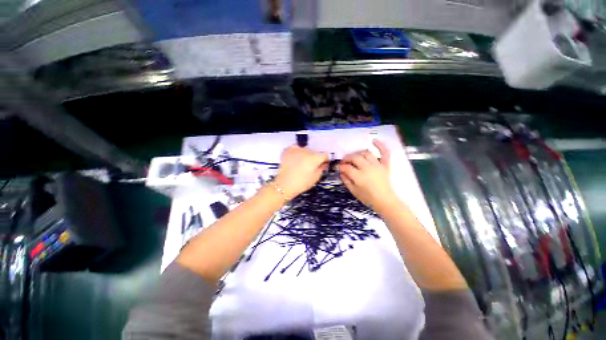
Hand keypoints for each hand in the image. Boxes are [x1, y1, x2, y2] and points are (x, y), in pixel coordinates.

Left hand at [274, 145, 327, 199]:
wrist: (284, 185)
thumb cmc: (301, 183)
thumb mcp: (315, 178)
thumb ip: (322, 168)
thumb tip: (324, 164)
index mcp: (315, 157)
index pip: (325, 155)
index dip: (325, 160)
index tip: (323, 164)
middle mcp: (306, 150)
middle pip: (314, 152)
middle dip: (314, 158)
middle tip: (310, 166)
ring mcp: (296, 149)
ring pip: (305, 149)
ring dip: (305, 154)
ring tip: (301, 163)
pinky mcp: (288, 150)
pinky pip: (295, 148)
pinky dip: (296, 152)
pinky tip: (295, 158)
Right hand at [340, 139, 398, 213]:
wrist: (385, 201)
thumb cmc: (368, 198)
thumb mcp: (354, 191)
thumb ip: (346, 180)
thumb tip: (341, 171)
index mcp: (359, 176)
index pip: (346, 167)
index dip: (340, 166)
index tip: (338, 167)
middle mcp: (368, 168)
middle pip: (355, 158)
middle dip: (347, 158)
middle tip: (344, 162)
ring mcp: (377, 165)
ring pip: (366, 153)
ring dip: (358, 154)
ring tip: (354, 157)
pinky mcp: (385, 165)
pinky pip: (384, 153)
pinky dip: (380, 145)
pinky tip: (374, 140)